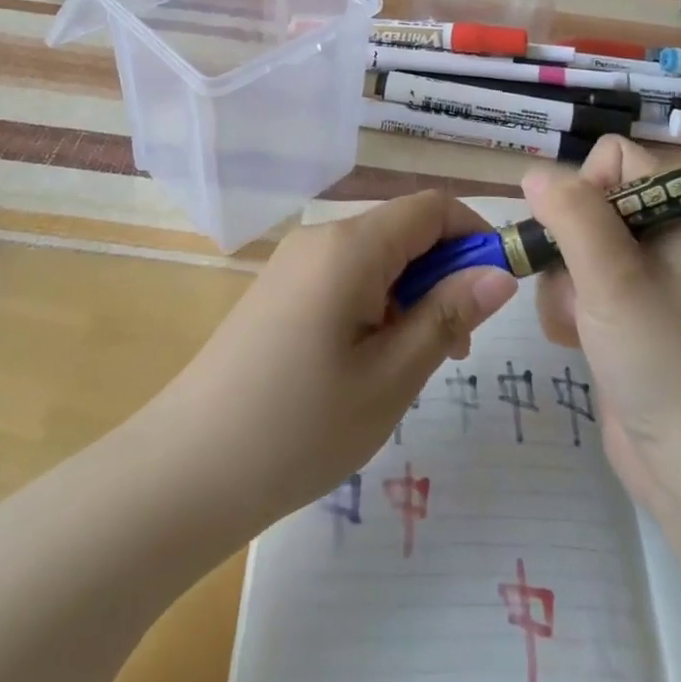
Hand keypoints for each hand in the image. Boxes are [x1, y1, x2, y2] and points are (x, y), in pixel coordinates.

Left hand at [150, 192, 516, 532]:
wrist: (181, 474)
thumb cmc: (298, 428)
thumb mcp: (390, 377)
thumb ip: (448, 315)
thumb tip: (499, 272)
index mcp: (351, 246)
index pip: (431, 207)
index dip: (473, 235)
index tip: (495, 291)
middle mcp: (322, 237)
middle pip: (404, 231)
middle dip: (443, 274)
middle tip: (453, 351)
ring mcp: (295, 263)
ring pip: (377, 257)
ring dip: (410, 295)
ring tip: (409, 367)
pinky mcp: (279, 290)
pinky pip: (346, 277)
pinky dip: (376, 304)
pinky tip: (366, 365)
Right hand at [525, 136, 680, 523]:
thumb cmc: (667, 362)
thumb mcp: (615, 278)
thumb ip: (572, 214)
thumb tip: (534, 172)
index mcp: (677, 212)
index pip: (617, 156)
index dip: (588, 183)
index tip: (579, 230)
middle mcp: (660, 237)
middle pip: (585, 203)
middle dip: (565, 242)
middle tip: (575, 283)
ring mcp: (640, 281)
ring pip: (570, 248)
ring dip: (561, 283)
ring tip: (579, 324)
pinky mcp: (621, 318)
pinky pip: (574, 288)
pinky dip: (565, 310)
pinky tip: (575, 343)